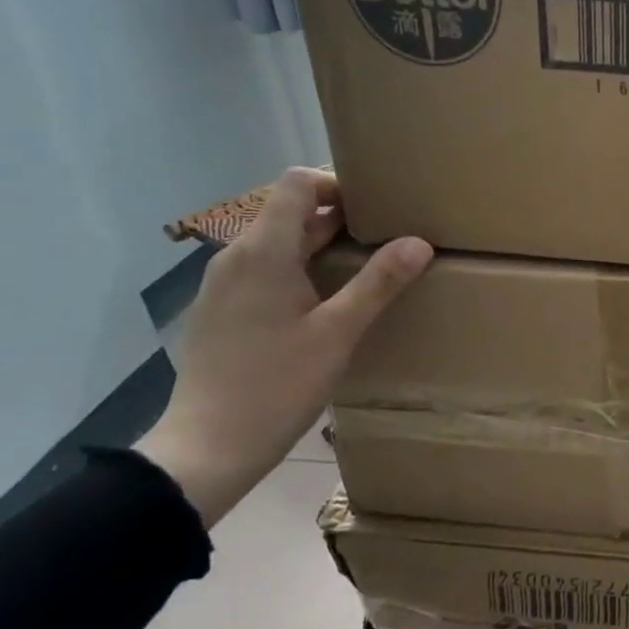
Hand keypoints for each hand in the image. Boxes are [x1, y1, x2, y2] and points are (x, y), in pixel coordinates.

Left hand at [137, 169, 430, 526]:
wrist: (209, 445)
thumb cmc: (278, 384)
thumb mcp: (339, 333)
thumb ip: (378, 282)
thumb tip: (418, 242)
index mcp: (263, 251)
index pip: (296, 184)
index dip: (336, 184)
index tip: (377, 208)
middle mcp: (236, 256)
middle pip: (288, 212)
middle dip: (339, 217)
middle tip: (387, 238)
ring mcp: (224, 284)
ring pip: (277, 243)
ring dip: (320, 245)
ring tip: (365, 269)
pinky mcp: (222, 310)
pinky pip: (265, 270)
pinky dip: (299, 270)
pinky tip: (326, 304)